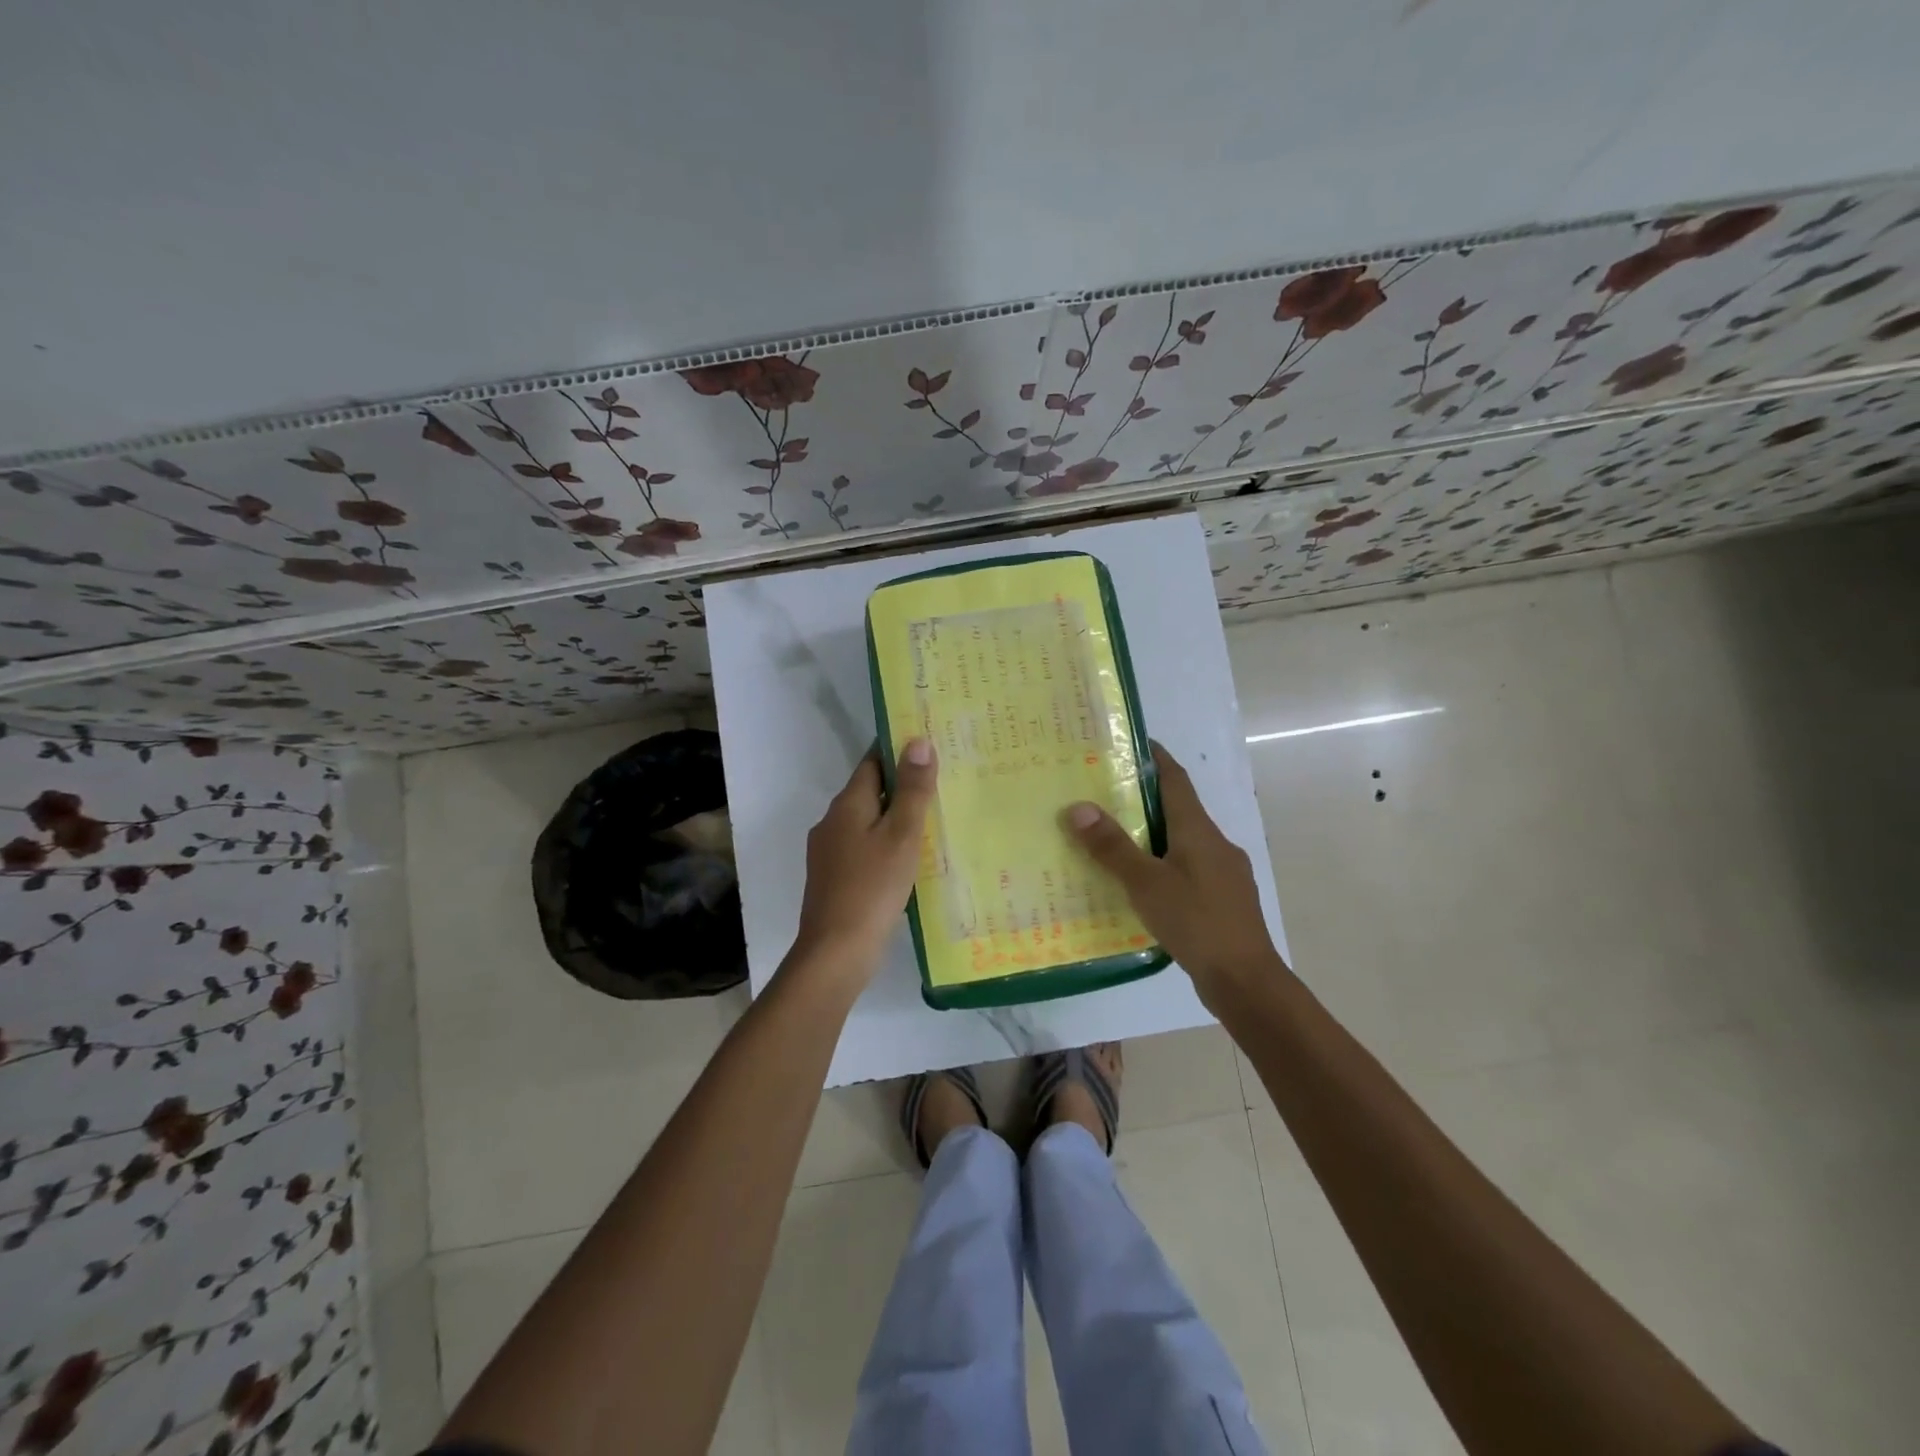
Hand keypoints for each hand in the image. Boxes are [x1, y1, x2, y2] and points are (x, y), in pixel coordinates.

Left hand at [788, 738, 938, 982]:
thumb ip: (912, 790)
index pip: (872, 761)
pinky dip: (886, 844)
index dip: (898, 750)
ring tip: (933, 820)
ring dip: (895, 817)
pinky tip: (909, 859)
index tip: (929, 745)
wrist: (836, 952)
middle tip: (942, 783)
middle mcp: (832, 822)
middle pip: (870, 791)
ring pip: (867, 822)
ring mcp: (829, 852)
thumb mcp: (902, 835)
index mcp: (847, 804)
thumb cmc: (873, 888)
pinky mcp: (834, 878)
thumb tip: (918, 741)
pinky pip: (864, 847)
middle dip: (901, 785)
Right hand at [1065, 742, 1286, 999]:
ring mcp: (1224, 873)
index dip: (1156, 758)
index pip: (1176, 780)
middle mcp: (1215, 843)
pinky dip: (1164, 866)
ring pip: (1183, 842)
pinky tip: (1142, 885)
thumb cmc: (1196, 921)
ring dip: (1153, 835)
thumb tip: (1078, 807)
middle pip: (1178, 809)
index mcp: (1199, 830)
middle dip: (1145, 799)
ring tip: (1115, 840)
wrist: (1246, 980)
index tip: (1133, 743)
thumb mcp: (1146, 883)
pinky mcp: (1223, 900)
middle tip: (1104, 795)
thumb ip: (1112, 847)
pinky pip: (1188, 870)